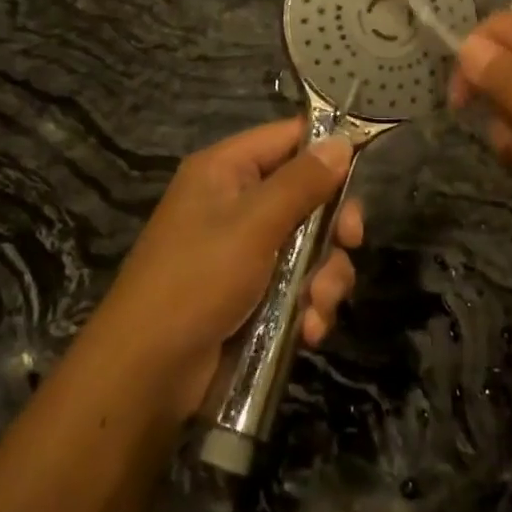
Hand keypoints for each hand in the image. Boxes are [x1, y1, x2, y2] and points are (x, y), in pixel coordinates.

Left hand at [95, 119, 362, 414]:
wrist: (147, 373)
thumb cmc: (197, 281)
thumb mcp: (253, 225)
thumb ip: (301, 183)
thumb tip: (342, 141)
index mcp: (226, 170)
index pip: (288, 138)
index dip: (327, 150)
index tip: (364, 170)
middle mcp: (236, 202)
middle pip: (307, 195)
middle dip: (332, 227)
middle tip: (350, 244)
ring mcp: (245, 250)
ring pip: (310, 246)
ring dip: (324, 277)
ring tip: (317, 307)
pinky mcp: (253, 293)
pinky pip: (297, 285)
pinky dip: (308, 306)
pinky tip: (307, 331)